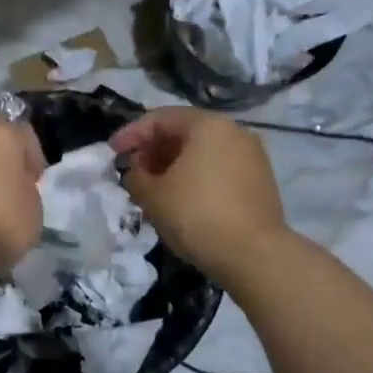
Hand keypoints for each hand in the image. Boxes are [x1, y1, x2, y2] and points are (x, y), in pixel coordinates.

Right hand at [110, 108, 289, 284]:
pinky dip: (195, 176)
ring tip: (154, 188)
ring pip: (203, 151)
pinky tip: (181, 199)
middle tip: (133, 172)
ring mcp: (252, 156)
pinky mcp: (260, 180)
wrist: (254, 255)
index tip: (112, 153)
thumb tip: (136, 170)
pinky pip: (218, 168)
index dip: (131, 134)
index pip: (161, 118)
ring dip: (173, 165)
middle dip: (154, 150)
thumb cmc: (196, 215)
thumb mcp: (152, 195)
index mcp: (208, 126)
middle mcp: (235, 131)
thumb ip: (135, 175)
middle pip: (184, 132)